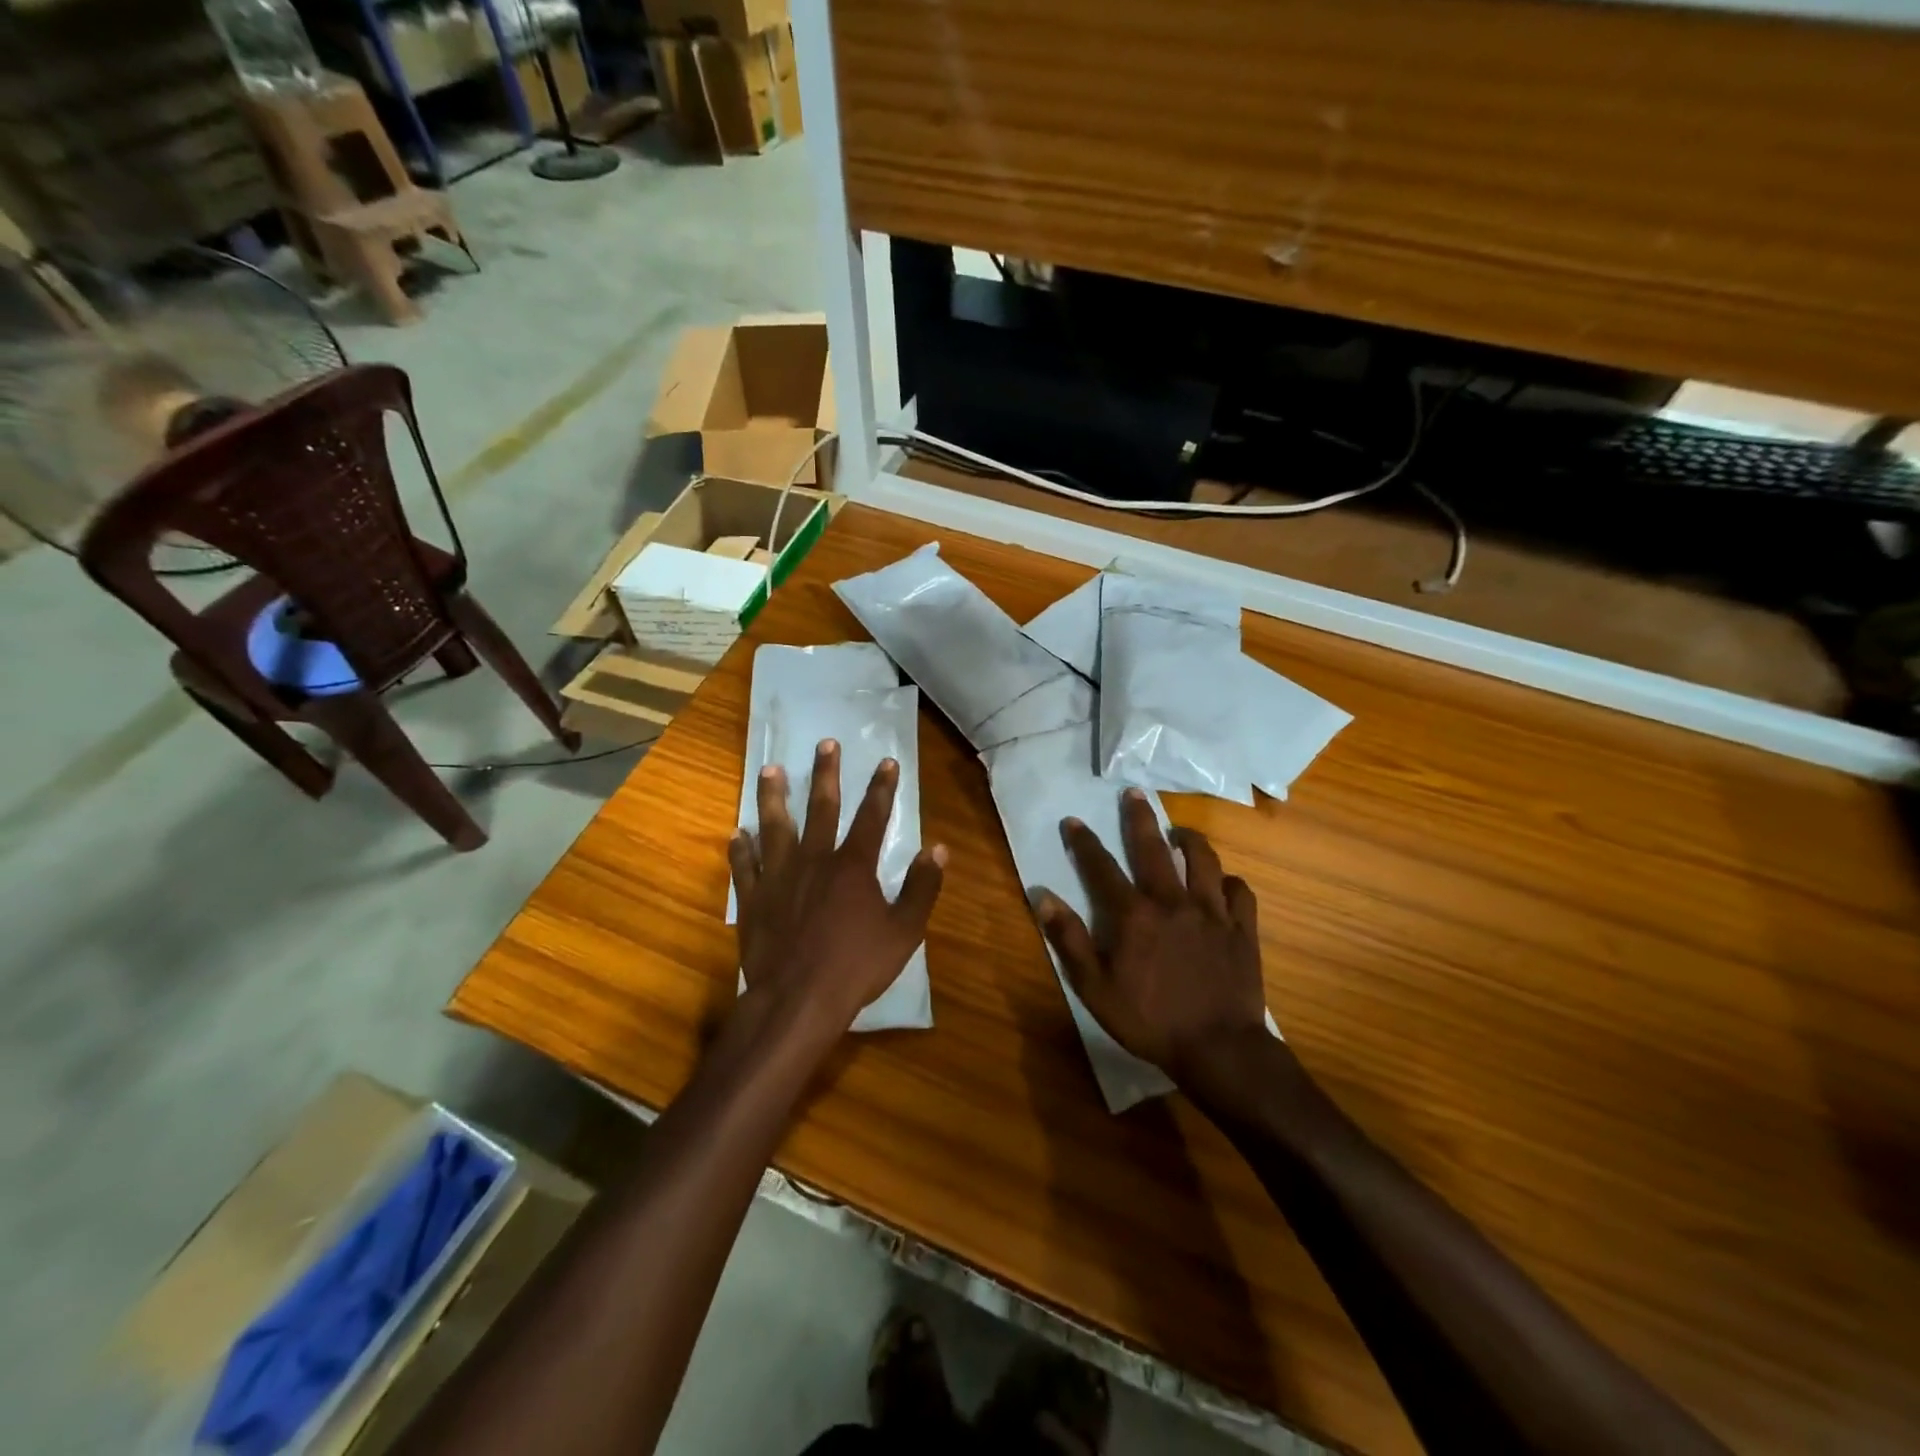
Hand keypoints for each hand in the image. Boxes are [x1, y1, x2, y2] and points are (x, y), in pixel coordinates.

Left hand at [729, 739, 945, 1036]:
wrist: (797, 1000)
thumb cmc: (855, 966)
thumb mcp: (904, 932)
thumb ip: (922, 888)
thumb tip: (938, 848)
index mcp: (852, 866)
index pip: (872, 816)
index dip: (882, 788)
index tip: (887, 761)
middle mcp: (814, 860)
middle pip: (821, 808)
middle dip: (826, 774)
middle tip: (825, 743)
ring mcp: (779, 877)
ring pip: (775, 827)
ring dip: (774, 796)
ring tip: (770, 769)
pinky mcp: (754, 899)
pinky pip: (745, 866)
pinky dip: (741, 848)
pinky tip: (737, 833)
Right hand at [1035, 789, 1268, 1086]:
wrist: (1218, 1049)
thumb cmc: (1149, 1021)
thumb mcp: (1095, 987)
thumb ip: (1070, 939)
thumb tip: (1044, 898)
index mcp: (1134, 915)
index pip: (1102, 867)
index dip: (1084, 842)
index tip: (1074, 820)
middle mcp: (1172, 901)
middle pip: (1154, 849)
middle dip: (1140, 818)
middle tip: (1134, 794)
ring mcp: (1212, 912)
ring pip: (1203, 860)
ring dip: (1190, 840)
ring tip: (1180, 832)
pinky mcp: (1241, 929)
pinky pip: (1239, 891)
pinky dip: (1228, 881)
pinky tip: (1221, 883)